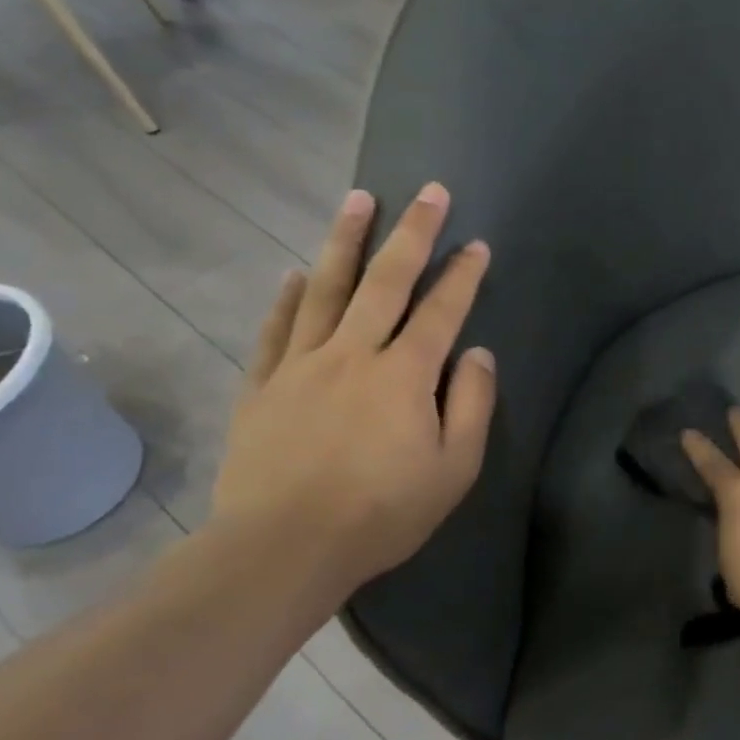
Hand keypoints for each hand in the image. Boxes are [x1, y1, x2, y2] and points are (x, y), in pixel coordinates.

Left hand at [210, 184, 494, 599]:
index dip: (463, 275)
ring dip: (345, 241)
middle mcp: (353, 354)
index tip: (478, 243)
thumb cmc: (382, 512)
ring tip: (358, 199)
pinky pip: (275, 329)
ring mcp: (301, 365)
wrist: (283, 548)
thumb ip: (471, 404)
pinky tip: (294, 273)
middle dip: (411, 232)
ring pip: (326, 289)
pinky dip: (286, 297)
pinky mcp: (262, 386)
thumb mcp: (454, 468)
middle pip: (385, 281)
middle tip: (427, 191)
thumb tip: (477, 353)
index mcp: (404, 374)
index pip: (441, 311)